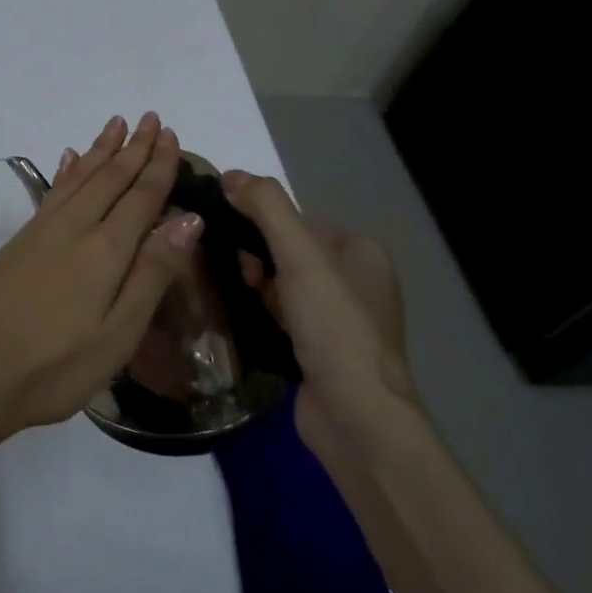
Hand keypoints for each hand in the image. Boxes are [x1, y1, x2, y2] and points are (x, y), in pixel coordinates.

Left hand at [0, 113, 203, 439]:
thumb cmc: (57, 365)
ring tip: (116, 124)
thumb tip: (188, 220)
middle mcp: (74, 228)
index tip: (170, 135)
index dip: (158, 165)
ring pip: (79, 177)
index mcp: (106, 250)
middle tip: (150, 118)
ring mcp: (41, 231)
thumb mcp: (118, 333)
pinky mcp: (19, 241)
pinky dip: (66, 170)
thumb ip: (152, 273)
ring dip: (101, 150)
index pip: (141, 197)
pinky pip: (52, 191)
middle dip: (133, 148)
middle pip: (110, 178)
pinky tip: (69, 159)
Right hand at [220, 170, 421, 452]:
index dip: (261, 225)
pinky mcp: (321, 351)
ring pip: (282, 285)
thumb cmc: (333, 326)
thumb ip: (266, 207)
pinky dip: (261, 313)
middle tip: (234, 273)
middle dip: (255, 258)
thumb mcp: (300, 255)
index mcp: (362, 251)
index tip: (232, 241)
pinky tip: (241, 319)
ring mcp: (340, 320)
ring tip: (229, 293)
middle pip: (288, 251)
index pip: (298, 221)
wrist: (356, 417)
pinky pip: (282, 316)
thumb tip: (229, 175)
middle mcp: (356, 282)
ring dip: (255, 286)